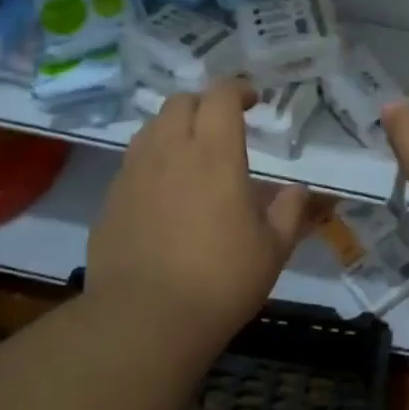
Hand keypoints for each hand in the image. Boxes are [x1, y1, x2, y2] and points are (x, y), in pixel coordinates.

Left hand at [87, 80, 308, 357]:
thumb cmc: (221, 281)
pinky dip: (152, 161)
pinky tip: (163, 191)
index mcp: (215, 155)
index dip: (237, 89)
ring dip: (174, 127)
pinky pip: (132, 163)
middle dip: (204, 103)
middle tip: (222, 124)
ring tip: (190, 152)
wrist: (145, 320)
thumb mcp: (272, 250)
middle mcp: (170, 152)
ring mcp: (134, 175)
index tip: (252, 99)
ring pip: (150, 128)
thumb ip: (288, 212)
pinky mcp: (111, 200)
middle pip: (180, 102)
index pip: (221, 97)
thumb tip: (297, 191)